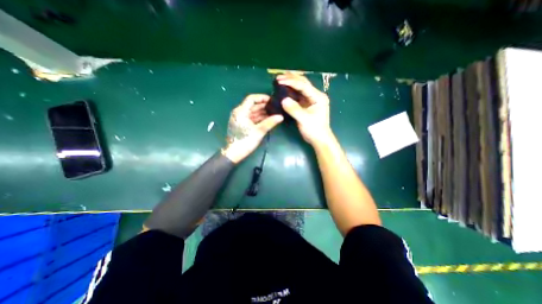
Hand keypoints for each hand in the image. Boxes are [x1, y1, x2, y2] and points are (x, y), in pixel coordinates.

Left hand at [220, 93, 283, 163]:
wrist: (234, 154)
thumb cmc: (245, 141)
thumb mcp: (258, 131)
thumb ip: (270, 122)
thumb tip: (281, 117)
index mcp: (241, 111)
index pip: (251, 99)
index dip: (262, 98)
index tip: (272, 100)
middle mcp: (240, 112)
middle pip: (253, 105)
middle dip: (264, 106)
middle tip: (276, 107)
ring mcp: (241, 119)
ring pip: (253, 112)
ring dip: (263, 113)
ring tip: (274, 113)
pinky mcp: (243, 124)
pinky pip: (252, 118)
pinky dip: (260, 118)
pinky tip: (268, 119)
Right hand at [279, 73, 334, 144]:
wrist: (319, 139)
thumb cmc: (314, 130)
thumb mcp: (304, 120)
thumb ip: (294, 109)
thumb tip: (283, 99)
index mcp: (318, 97)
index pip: (304, 86)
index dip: (291, 82)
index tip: (280, 80)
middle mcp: (315, 95)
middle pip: (303, 83)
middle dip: (291, 78)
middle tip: (278, 77)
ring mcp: (311, 99)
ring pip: (300, 87)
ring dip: (291, 82)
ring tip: (280, 79)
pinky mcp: (306, 104)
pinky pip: (298, 95)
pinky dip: (291, 91)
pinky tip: (284, 89)